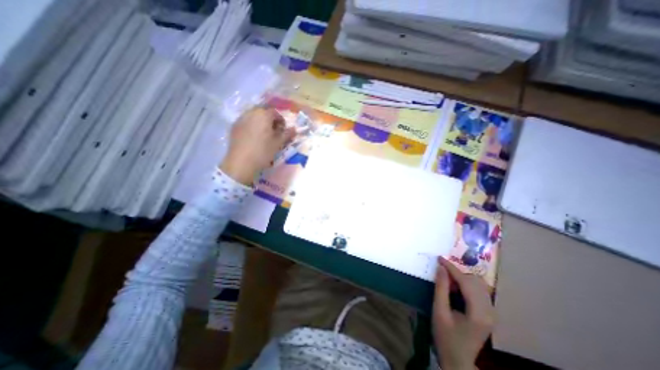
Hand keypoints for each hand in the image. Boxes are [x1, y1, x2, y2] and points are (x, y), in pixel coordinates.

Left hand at [220, 108, 295, 185]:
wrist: (241, 163)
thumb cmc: (263, 151)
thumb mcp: (278, 143)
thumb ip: (287, 134)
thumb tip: (294, 129)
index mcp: (263, 115)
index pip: (275, 113)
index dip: (281, 121)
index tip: (283, 131)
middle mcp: (251, 112)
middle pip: (264, 112)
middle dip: (270, 120)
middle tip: (274, 132)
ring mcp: (241, 119)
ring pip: (254, 116)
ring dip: (261, 122)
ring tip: (264, 135)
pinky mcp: (234, 126)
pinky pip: (246, 122)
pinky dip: (252, 126)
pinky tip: (253, 137)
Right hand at [434, 257, 494, 369]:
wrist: (458, 360)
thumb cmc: (445, 337)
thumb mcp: (439, 312)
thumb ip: (441, 288)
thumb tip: (440, 268)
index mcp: (478, 313)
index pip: (466, 282)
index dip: (452, 268)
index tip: (439, 258)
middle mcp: (490, 311)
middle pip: (475, 281)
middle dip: (457, 273)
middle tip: (441, 272)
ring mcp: (491, 313)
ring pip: (479, 284)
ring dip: (463, 278)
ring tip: (448, 280)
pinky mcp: (489, 313)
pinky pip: (479, 290)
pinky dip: (467, 284)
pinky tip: (456, 288)